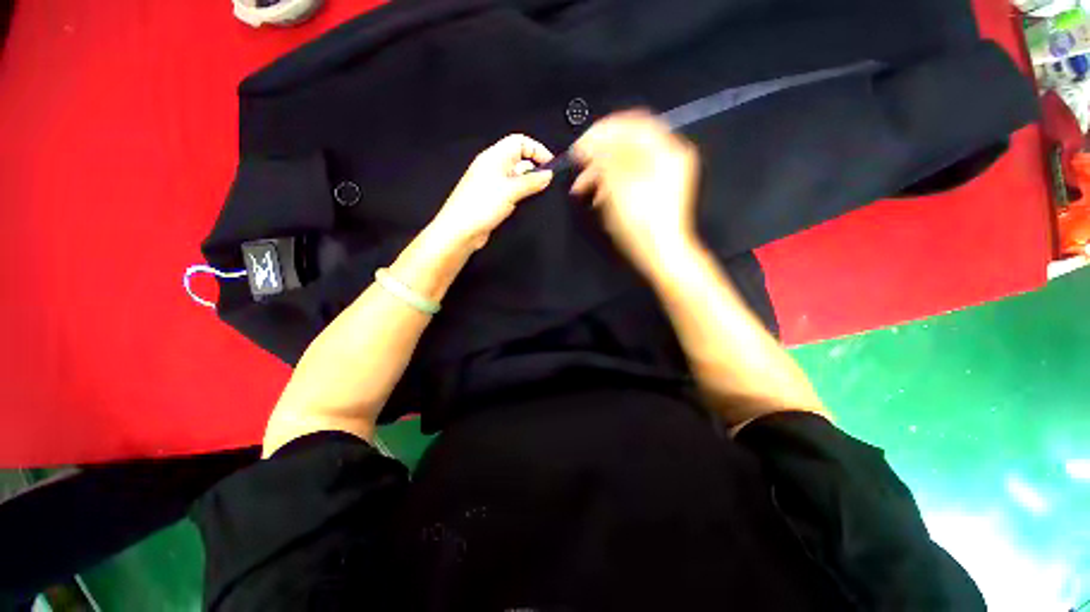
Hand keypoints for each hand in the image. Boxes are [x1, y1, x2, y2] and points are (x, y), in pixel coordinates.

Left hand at [430, 134, 554, 250]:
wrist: (460, 231)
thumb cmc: (483, 205)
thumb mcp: (510, 191)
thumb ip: (531, 182)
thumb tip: (549, 174)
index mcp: (494, 157)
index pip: (519, 142)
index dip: (536, 149)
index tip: (551, 166)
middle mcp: (494, 167)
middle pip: (519, 159)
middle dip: (535, 168)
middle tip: (549, 184)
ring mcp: (493, 184)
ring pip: (517, 178)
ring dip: (529, 184)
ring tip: (541, 195)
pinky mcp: (494, 199)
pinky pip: (512, 192)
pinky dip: (522, 195)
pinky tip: (530, 204)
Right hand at [571, 110, 700, 275]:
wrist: (660, 255)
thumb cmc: (640, 220)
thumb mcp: (618, 183)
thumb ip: (604, 156)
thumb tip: (591, 141)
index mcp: (665, 149)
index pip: (631, 124)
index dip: (602, 131)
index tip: (580, 145)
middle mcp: (668, 158)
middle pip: (628, 144)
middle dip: (599, 155)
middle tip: (578, 167)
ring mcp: (663, 177)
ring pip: (626, 164)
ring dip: (601, 172)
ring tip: (582, 188)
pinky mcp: (655, 194)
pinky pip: (630, 180)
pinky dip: (612, 185)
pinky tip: (597, 198)